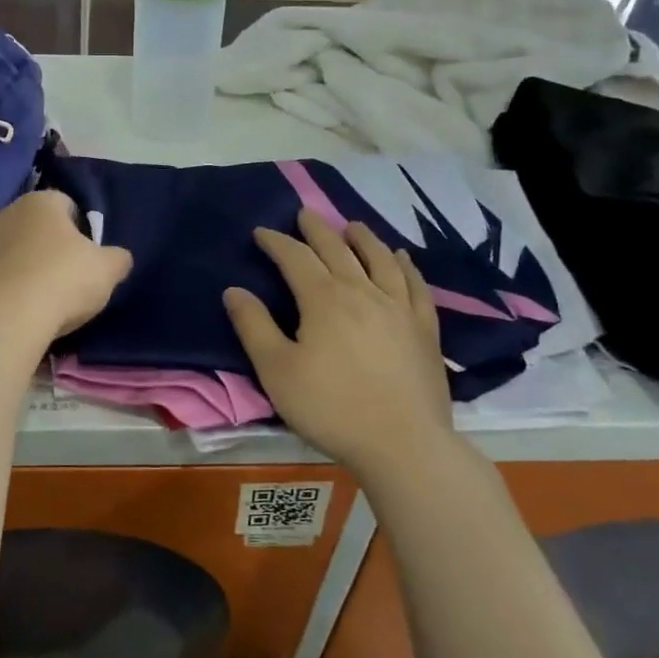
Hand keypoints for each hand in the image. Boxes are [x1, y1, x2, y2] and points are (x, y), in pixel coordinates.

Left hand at [0, 191, 132, 342]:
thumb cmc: (61, 282)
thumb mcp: (107, 270)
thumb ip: (117, 259)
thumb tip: (118, 258)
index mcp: (42, 202)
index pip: (68, 204)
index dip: (82, 230)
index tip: (88, 258)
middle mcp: (6, 213)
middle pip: (36, 228)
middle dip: (51, 249)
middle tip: (66, 281)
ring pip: (12, 252)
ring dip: (24, 269)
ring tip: (39, 302)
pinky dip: (4, 290)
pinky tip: (15, 313)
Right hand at [224, 211, 454, 474]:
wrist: (403, 443)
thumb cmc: (331, 408)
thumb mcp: (277, 370)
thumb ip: (254, 326)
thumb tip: (234, 291)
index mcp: (323, 299)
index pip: (295, 258)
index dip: (276, 242)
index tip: (261, 232)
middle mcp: (362, 292)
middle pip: (337, 250)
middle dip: (317, 230)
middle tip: (305, 214)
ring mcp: (399, 308)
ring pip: (379, 260)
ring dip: (363, 238)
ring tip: (352, 226)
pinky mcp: (424, 329)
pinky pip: (415, 285)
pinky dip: (405, 266)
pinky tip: (401, 258)